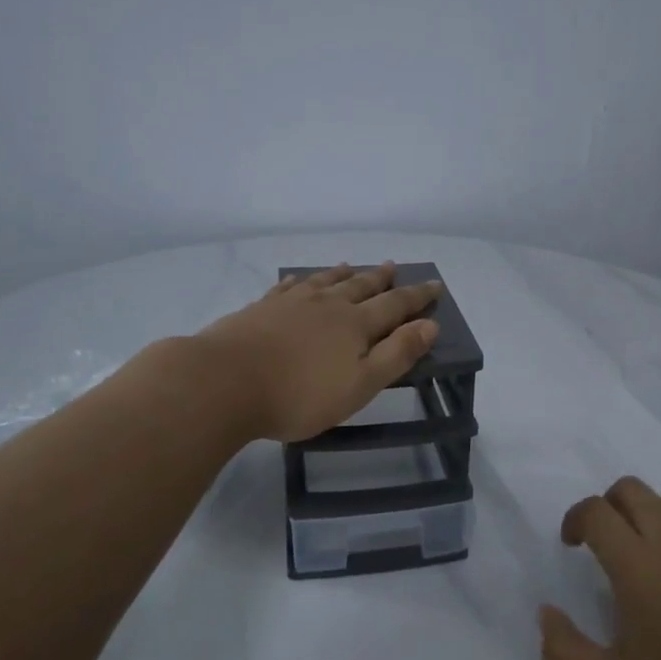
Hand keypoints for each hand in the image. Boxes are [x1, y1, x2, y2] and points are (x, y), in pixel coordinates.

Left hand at [193, 262, 442, 442]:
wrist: (225, 382)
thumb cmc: (300, 394)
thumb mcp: (360, 384)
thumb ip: (397, 354)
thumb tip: (430, 325)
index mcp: (355, 325)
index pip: (395, 305)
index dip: (417, 296)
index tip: (435, 284)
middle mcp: (327, 305)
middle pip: (361, 286)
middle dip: (381, 278)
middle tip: (395, 266)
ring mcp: (291, 303)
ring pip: (324, 282)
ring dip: (342, 274)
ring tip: (351, 265)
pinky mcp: (260, 309)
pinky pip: (287, 288)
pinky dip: (300, 282)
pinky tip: (298, 280)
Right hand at [539, 478, 660, 659]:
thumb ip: (564, 649)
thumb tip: (545, 612)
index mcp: (636, 565)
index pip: (595, 512)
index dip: (575, 520)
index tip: (573, 544)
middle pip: (631, 489)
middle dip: (609, 506)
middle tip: (608, 543)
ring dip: (650, 517)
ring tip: (652, 556)